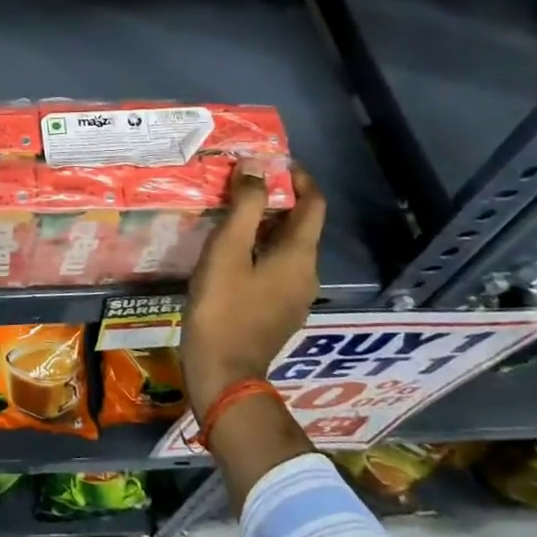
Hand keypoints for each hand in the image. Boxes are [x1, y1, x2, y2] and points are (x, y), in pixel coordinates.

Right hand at [180, 162, 324, 418]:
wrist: (223, 374)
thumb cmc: (223, 308)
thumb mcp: (227, 250)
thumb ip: (244, 207)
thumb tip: (256, 166)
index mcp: (299, 256)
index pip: (313, 204)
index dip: (298, 178)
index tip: (273, 162)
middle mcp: (307, 274)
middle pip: (299, 226)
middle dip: (274, 201)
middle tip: (239, 186)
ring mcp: (295, 297)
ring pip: (285, 249)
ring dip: (263, 227)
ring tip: (228, 215)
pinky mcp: (278, 313)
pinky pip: (275, 269)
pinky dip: (258, 251)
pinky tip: (229, 254)